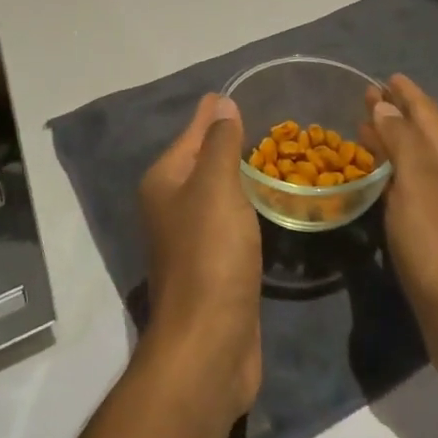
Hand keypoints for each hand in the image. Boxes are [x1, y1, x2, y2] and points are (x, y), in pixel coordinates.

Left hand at [136, 94, 261, 426]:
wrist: (209, 344)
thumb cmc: (210, 254)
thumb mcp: (216, 187)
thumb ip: (220, 143)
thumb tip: (220, 103)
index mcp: (164, 182)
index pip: (192, 134)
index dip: (214, 114)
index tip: (239, 93)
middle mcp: (170, 206)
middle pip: (203, 162)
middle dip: (229, 142)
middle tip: (266, 122)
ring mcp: (190, 239)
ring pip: (218, 193)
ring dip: (240, 176)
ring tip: (273, 156)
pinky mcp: (213, 267)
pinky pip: (231, 222)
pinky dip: (246, 207)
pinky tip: (268, 203)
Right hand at [364, 75, 437, 395]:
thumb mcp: (418, 180)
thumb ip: (402, 138)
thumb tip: (386, 104)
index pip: (426, 111)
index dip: (407, 93)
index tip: (386, 76)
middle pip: (421, 132)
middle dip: (396, 113)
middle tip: (366, 98)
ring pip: (414, 158)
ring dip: (392, 141)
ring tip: (365, 129)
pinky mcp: (434, 232)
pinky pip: (408, 186)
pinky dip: (391, 171)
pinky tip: (375, 179)